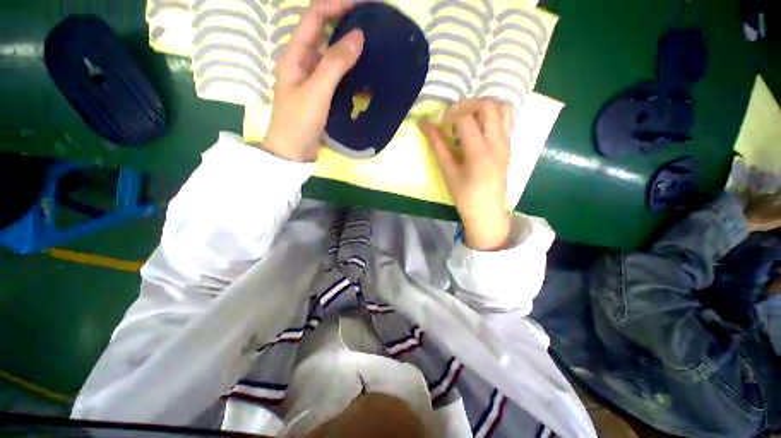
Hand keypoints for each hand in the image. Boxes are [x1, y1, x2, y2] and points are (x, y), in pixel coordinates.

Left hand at [258, 0, 364, 161]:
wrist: (293, 152)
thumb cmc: (299, 122)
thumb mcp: (316, 92)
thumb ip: (335, 64)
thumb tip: (358, 35)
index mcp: (295, 54)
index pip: (314, 16)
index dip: (336, 4)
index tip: (362, 5)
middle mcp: (303, 60)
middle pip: (323, 31)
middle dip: (345, 22)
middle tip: (371, 24)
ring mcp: (312, 78)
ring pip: (331, 53)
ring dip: (349, 46)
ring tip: (372, 44)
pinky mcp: (321, 93)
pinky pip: (336, 74)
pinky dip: (349, 69)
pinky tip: (363, 71)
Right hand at [419, 99, 513, 250]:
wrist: (487, 212)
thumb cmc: (464, 196)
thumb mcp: (448, 172)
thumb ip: (437, 145)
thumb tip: (424, 124)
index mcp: (480, 152)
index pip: (466, 119)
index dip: (449, 115)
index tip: (438, 122)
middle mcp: (497, 143)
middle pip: (489, 105)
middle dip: (467, 104)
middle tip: (452, 117)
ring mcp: (506, 143)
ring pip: (502, 109)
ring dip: (482, 107)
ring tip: (467, 119)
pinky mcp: (509, 146)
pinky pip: (505, 120)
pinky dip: (492, 116)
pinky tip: (478, 128)